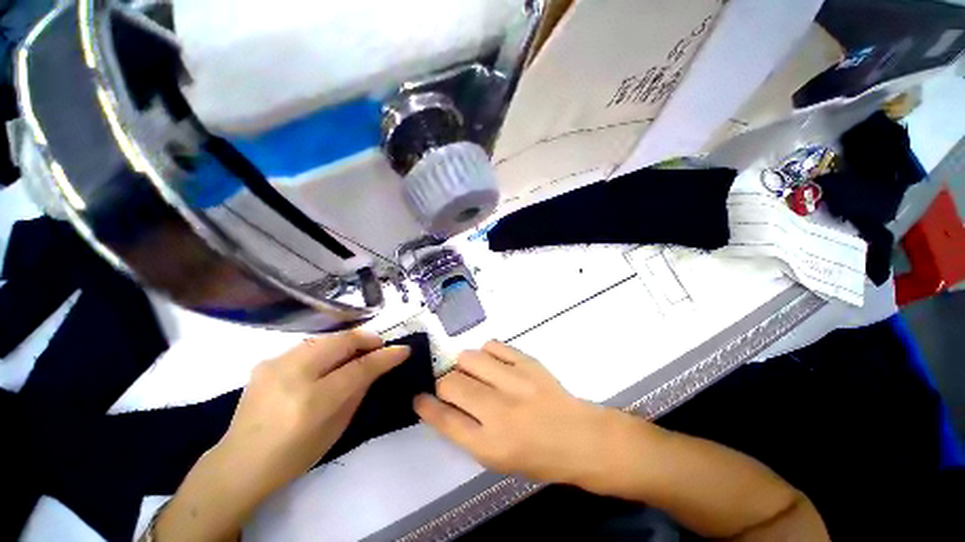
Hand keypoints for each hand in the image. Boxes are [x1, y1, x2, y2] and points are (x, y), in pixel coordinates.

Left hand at [155, 331, 410, 541]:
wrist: (239, 462)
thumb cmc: (294, 455)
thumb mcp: (336, 429)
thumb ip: (358, 392)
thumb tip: (375, 367)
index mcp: (312, 402)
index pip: (359, 368)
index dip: (385, 356)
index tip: (403, 349)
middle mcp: (292, 376)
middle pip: (341, 342)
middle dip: (367, 339)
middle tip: (380, 345)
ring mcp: (275, 365)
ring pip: (325, 338)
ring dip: (348, 340)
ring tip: (359, 349)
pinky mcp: (267, 361)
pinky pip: (308, 346)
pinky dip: (327, 347)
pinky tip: (330, 358)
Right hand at [414, 341, 617, 485]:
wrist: (579, 437)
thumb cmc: (537, 455)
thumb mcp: (497, 458)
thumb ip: (466, 431)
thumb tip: (444, 403)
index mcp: (489, 444)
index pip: (444, 420)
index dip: (426, 406)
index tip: (419, 396)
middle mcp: (499, 411)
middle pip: (452, 383)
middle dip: (444, 382)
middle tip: (453, 384)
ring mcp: (515, 382)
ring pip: (470, 358)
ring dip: (465, 364)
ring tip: (475, 372)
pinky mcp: (528, 362)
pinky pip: (494, 345)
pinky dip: (487, 352)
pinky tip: (494, 362)